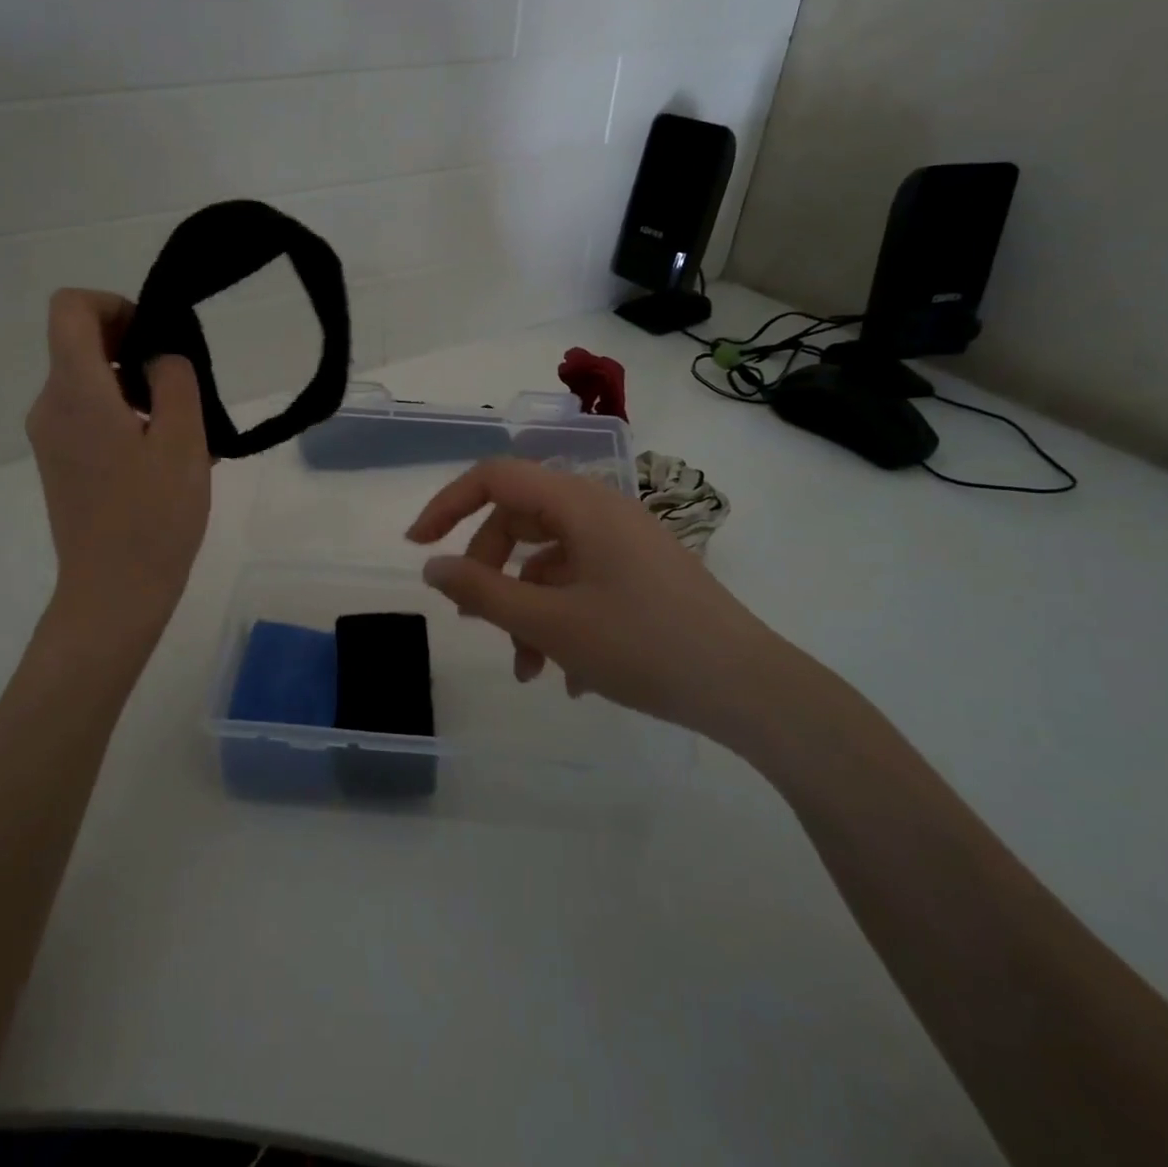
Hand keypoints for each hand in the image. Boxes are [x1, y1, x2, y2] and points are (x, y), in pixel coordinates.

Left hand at [27, 290, 210, 633]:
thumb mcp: (184, 441)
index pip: (71, 307)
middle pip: (80, 344)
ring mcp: (50, 438)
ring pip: (89, 383)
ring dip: (135, 388)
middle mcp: (49, 406)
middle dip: (134, 350)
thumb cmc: (154, 517)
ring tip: (183, 432)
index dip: (115, 305)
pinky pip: (88, 417)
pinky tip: (163, 458)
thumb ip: (175, 380)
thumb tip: (159, 355)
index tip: (155, 339)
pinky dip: (124, 417)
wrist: (114, 594)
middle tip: (183, 392)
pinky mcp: (59, 464)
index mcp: (75, 391)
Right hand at [406, 458, 801, 750]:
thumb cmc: (643, 646)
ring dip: (525, 609)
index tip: (418, 546)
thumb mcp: (550, 622)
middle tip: (473, 620)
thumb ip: (482, 591)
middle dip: (489, 571)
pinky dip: (560, 619)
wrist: (750, 689)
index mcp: (579, 504)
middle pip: (520, 521)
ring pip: (550, 561)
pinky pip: (581, 582)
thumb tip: (432, 567)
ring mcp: (624, 543)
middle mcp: (601, 511)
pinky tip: (566, 675)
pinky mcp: (641, 574)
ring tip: (526, 669)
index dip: (449, 504)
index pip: (495, 477)